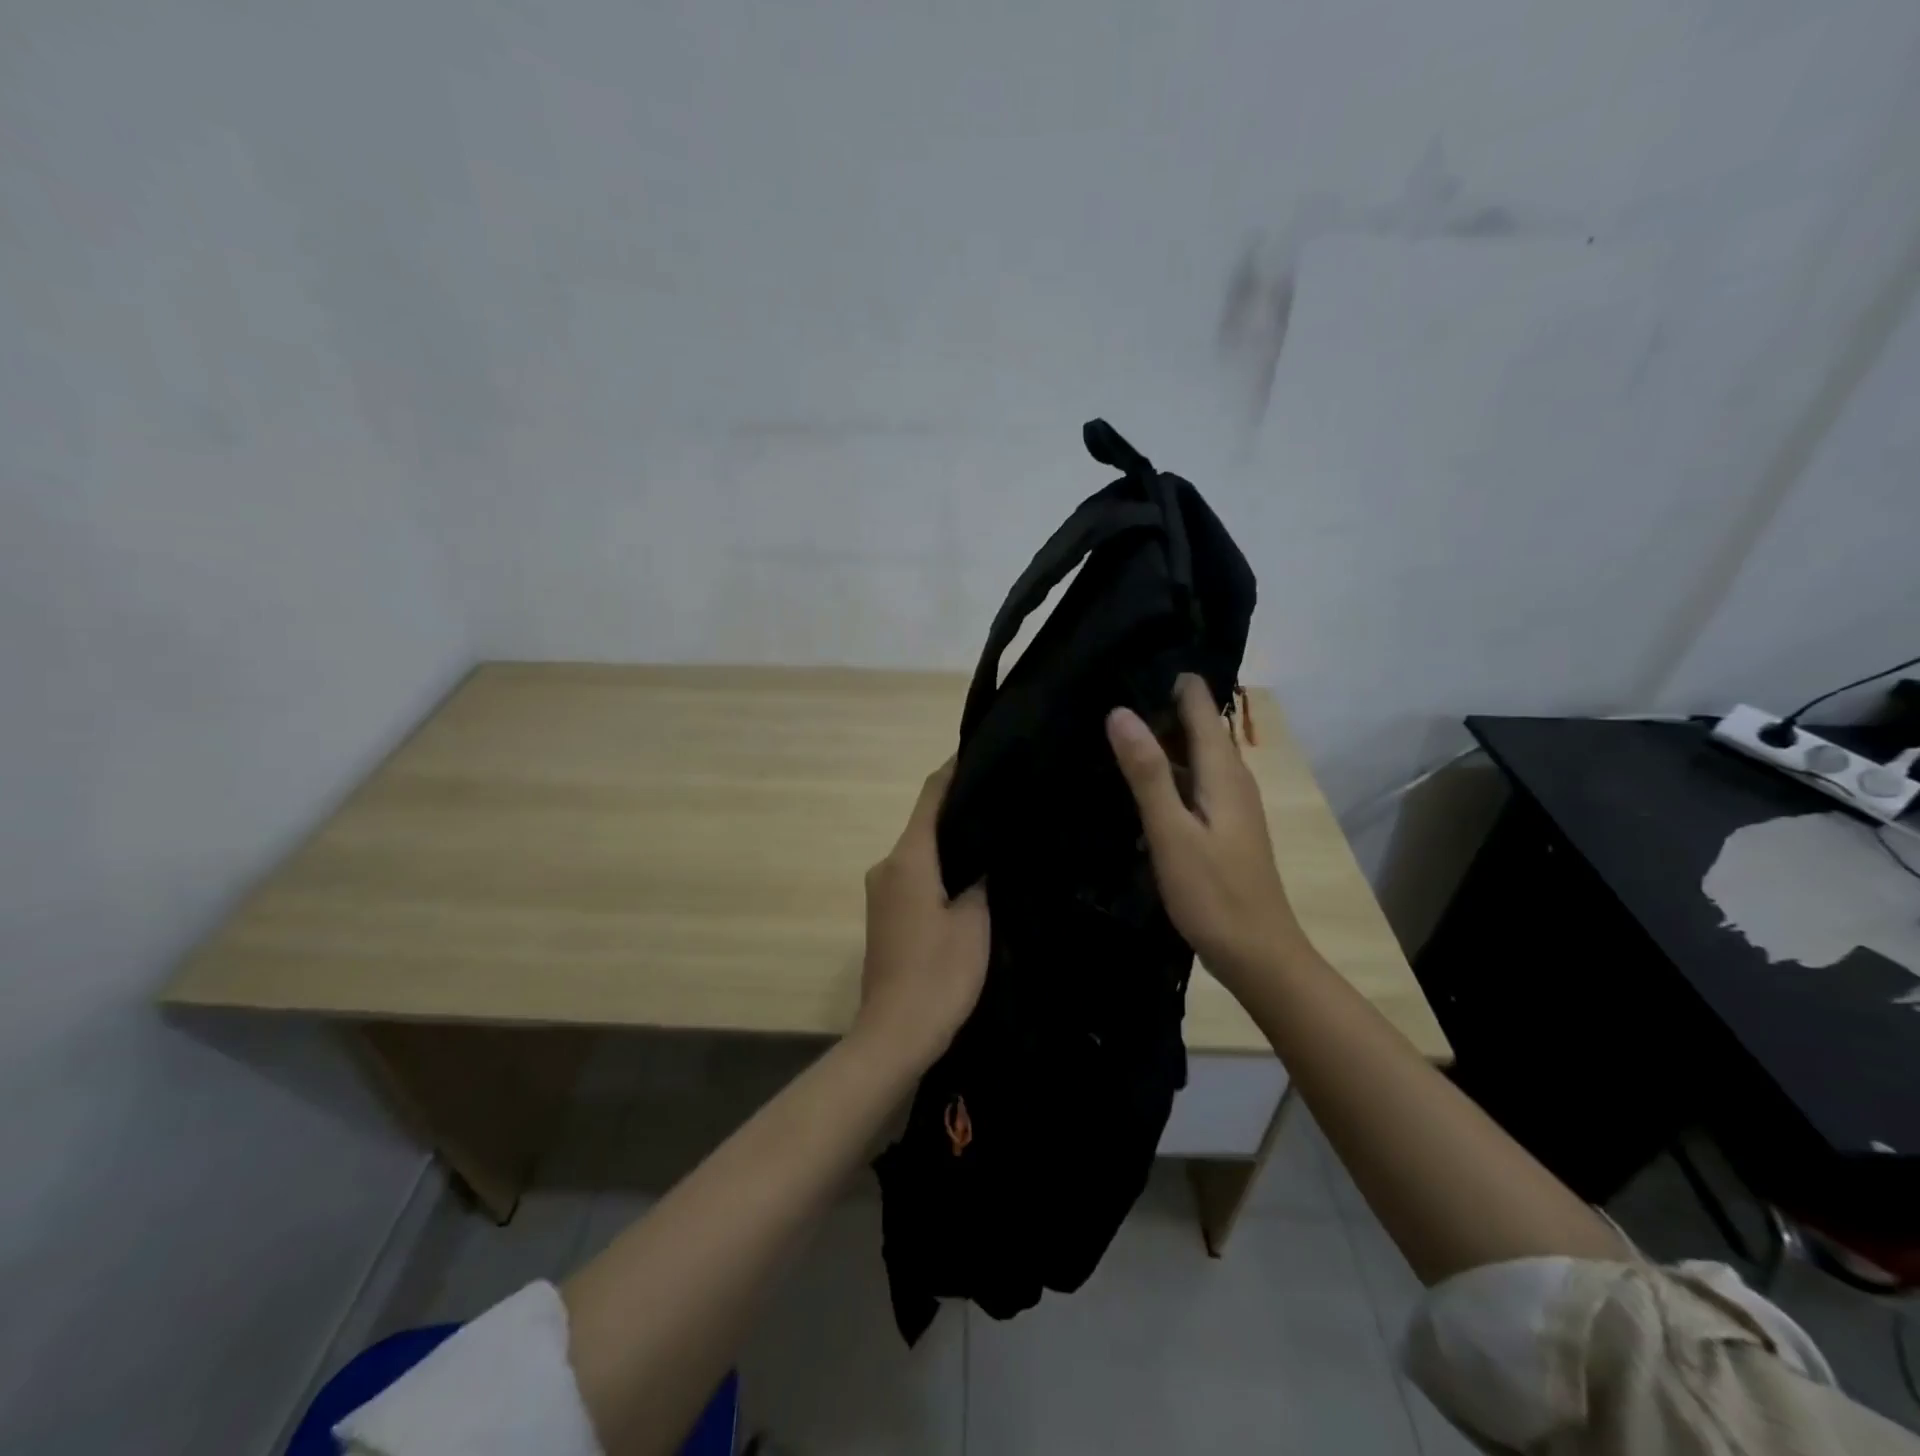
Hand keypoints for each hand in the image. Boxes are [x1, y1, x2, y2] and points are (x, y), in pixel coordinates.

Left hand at [854, 760, 989, 1070]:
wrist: (895, 1035)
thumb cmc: (939, 975)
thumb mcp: (974, 921)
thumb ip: (980, 876)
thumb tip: (985, 849)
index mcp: (908, 859)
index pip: (931, 796)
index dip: (954, 769)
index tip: (981, 750)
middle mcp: (887, 865)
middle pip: (925, 822)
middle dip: (959, 807)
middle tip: (1003, 798)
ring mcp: (882, 891)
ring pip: (921, 850)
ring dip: (951, 840)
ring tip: (994, 832)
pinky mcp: (885, 914)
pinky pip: (916, 874)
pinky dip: (940, 866)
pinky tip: (971, 873)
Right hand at [1105, 675, 1307, 988]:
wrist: (1258, 954)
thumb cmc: (1214, 893)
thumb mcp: (1172, 832)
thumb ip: (1147, 772)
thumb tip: (1120, 711)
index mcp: (1223, 771)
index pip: (1199, 704)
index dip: (1170, 680)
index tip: (1129, 660)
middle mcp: (1231, 778)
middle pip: (1196, 726)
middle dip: (1158, 706)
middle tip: (1106, 691)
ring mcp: (1229, 804)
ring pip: (1193, 755)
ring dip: (1159, 740)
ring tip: (1111, 727)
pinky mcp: (1222, 826)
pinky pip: (1192, 782)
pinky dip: (1165, 772)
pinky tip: (1136, 781)